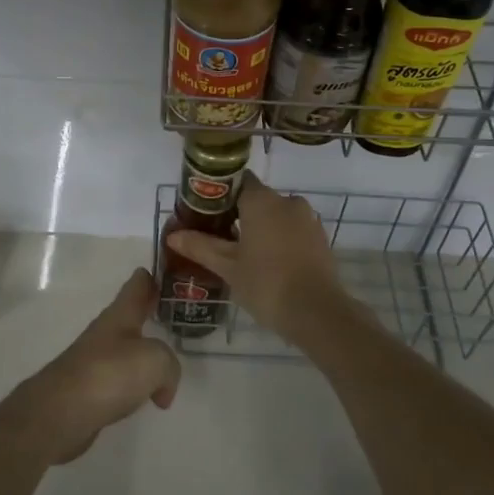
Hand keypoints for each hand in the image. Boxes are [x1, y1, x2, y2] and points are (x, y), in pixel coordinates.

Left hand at [2, 269, 181, 465]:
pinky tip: (146, 398)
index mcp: (121, 314)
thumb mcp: (155, 361)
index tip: (172, 276)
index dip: (154, 276)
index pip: (138, 283)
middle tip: (177, 317)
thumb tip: (163, 387)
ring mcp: (95, 360)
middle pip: (132, 315)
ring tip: (166, 362)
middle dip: (152, 314)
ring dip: (144, 353)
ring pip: (127, 349)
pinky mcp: (89, 389)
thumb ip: (169, 365)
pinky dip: (135, 385)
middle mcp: (107, 332)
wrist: (60, 413)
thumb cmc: (109, 374)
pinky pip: (120, 379)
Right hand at [166, 172, 357, 344]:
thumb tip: (173, 235)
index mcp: (262, 200)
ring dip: (260, 228)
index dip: (219, 194)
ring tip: (241, 254)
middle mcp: (287, 201)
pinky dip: (279, 239)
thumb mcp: (228, 267)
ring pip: (276, 215)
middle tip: (218, 237)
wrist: (318, 313)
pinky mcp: (320, 238)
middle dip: (238, 214)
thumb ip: (200, 247)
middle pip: (256, 198)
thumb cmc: (267, 284)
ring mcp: (308, 219)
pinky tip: (267, 263)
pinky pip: (293, 230)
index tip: (205, 213)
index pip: (236, 181)